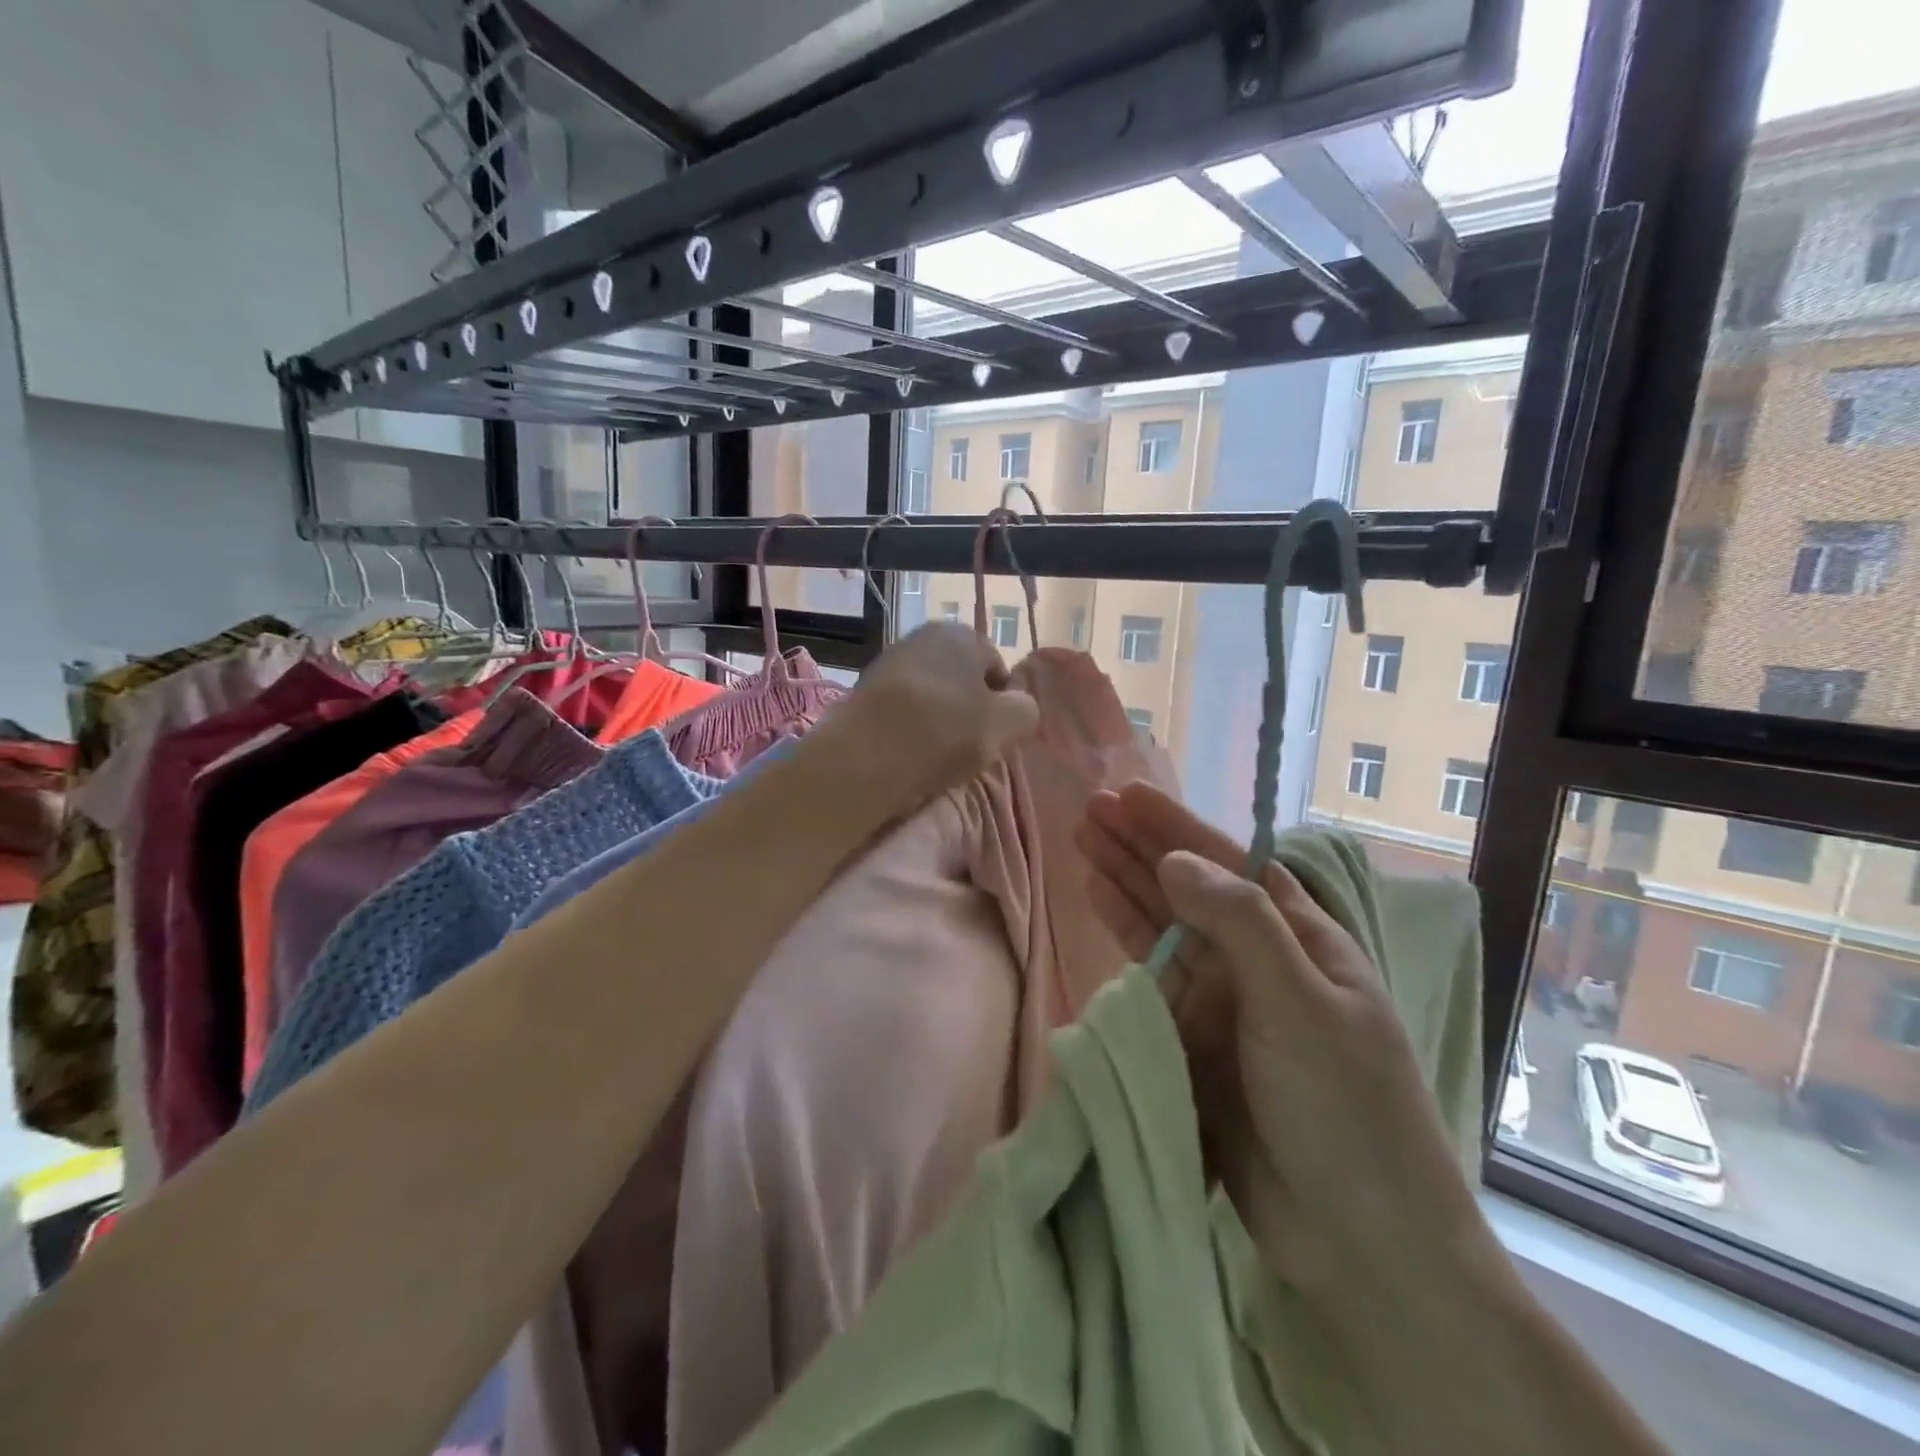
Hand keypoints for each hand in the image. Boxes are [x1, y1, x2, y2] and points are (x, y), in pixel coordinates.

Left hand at [830, 622, 1038, 814]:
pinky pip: (901, 713)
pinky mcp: (862, 694)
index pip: (997, 667)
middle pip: (961, 681)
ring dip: (938, 723)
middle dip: (968, 711)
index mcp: (959, 633)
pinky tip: (909, 756)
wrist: (862, 757)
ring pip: (931, 697)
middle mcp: (921, 637)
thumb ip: (1026, 710)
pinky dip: (909, 731)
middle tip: (970, 749)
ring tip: (938, 757)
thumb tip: (1018, 707)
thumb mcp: (1007, 724)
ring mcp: (887, 663)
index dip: (1003, 703)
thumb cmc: (944, 732)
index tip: (997, 735)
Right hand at [1077, 783, 1499, 1318]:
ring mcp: (1225, 1001)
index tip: (1128, 795)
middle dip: (1142, 846)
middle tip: (1090, 809)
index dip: (1179, 826)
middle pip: (1191, 887)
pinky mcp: (1194, 1039)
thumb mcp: (1302, 1003)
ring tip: (1083, 843)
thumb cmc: (1346, 1107)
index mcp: (1302, 940)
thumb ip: (1240, 925)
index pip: (1232, 864)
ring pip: (1165, 925)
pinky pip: (1152, 974)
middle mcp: (1260, 961)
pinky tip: (1099, 902)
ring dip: (1125, 883)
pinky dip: (1125, 936)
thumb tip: (1176, 859)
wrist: (1358, 1240)